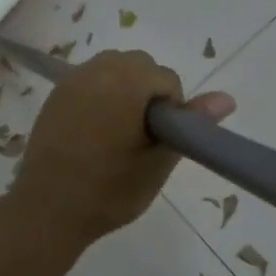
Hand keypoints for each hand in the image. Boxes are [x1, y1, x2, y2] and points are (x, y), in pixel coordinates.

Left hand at [10, 50, 233, 246]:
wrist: (47, 210)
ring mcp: (73, 80)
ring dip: (125, 89)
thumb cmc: (109, 190)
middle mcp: (98, 70)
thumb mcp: (158, 160)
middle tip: (142, 136)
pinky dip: (102, 94)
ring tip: (120, 132)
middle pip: (140, 65)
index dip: (171, 109)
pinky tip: (95, 130)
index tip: (158, 141)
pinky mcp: (57, 94)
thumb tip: (228, 98)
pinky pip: (91, 79)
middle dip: (148, 92)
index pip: (167, 78)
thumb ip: (190, 123)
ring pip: (114, 67)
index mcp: (126, 82)